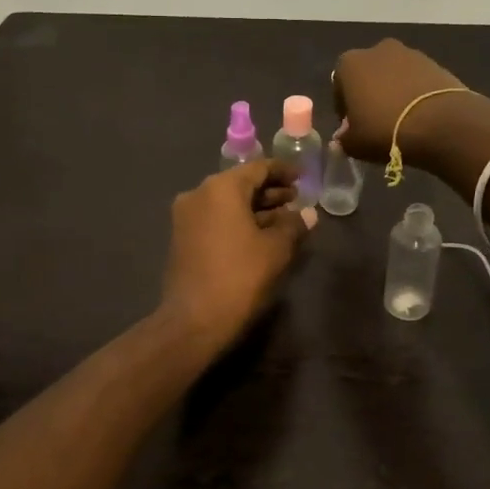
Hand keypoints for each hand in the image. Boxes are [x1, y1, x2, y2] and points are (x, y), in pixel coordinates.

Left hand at [157, 158, 309, 352]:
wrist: (194, 320)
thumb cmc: (240, 276)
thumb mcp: (276, 249)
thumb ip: (293, 225)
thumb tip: (308, 213)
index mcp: (221, 188)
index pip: (257, 168)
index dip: (283, 171)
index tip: (303, 177)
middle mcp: (199, 194)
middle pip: (240, 184)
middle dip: (270, 192)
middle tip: (296, 200)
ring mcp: (186, 216)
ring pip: (227, 203)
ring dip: (255, 208)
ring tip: (284, 219)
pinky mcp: (182, 238)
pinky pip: (216, 218)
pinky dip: (238, 221)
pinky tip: (260, 235)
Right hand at [331, 39, 469, 163]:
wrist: (441, 124)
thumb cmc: (385, 130)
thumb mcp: (355, 144)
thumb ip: (344, 139)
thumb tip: (344, 136)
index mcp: (350, 64)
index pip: (339, 86)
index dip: (344, 108)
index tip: (352, 126)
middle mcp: (377, 50)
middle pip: (368, 75)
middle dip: (369, 94)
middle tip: (376, 120)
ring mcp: (409, 53)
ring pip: (393, 75)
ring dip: (393, 92)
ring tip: (401, 119)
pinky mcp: (435, 63)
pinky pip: (416, 80)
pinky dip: (414, 92)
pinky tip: (419, 115)